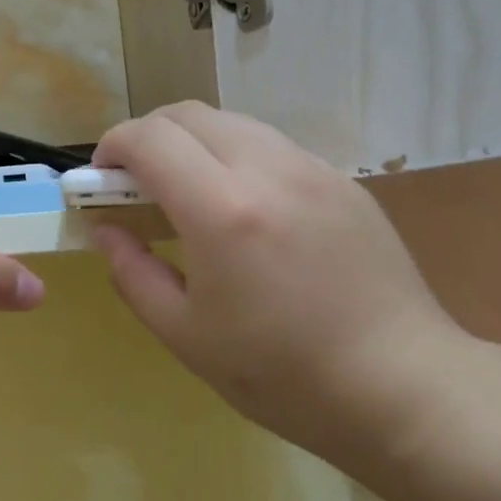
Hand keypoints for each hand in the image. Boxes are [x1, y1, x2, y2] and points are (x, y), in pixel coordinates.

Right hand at [90, 102, 468, 465]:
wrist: (399, 386)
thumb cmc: (281, 374)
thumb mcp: (185, 335)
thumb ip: (132, 272)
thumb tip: (105, 230)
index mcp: (222, 210)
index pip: (149, 138)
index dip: (112, 147)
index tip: (101, 179)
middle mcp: (268, 170)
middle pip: (189, 114)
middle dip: (148, 136)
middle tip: (136, 183)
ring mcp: (313, 169)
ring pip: (233, 123)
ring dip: (193, 142)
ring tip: (188, 194)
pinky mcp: (343, 182)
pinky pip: (273, 147)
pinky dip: (236, 157)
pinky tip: (243, 210)